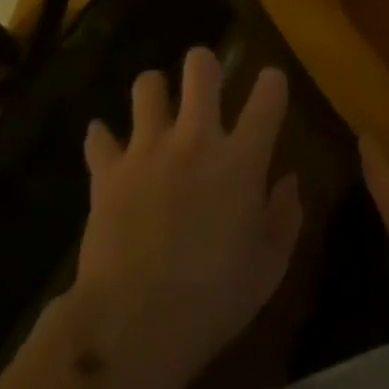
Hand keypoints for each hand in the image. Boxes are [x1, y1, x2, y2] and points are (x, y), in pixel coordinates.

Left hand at [71, 48, 302, 388]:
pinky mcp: (108, 170)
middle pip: (200, 69)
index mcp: (241, 160)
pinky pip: (99, 137)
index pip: (268, 96)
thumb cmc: (213, 300)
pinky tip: (108, 149)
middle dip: (204, 65)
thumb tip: (289, 181)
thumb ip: (284, 217)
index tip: (271, 85)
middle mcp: (195, 140)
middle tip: (205, 83)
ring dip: (154, 93)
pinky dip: (104, 139)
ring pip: (147, 86)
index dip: (273, 82)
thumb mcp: (268, 268)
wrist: (133, 323)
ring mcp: (147, 150)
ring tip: (157, 110)